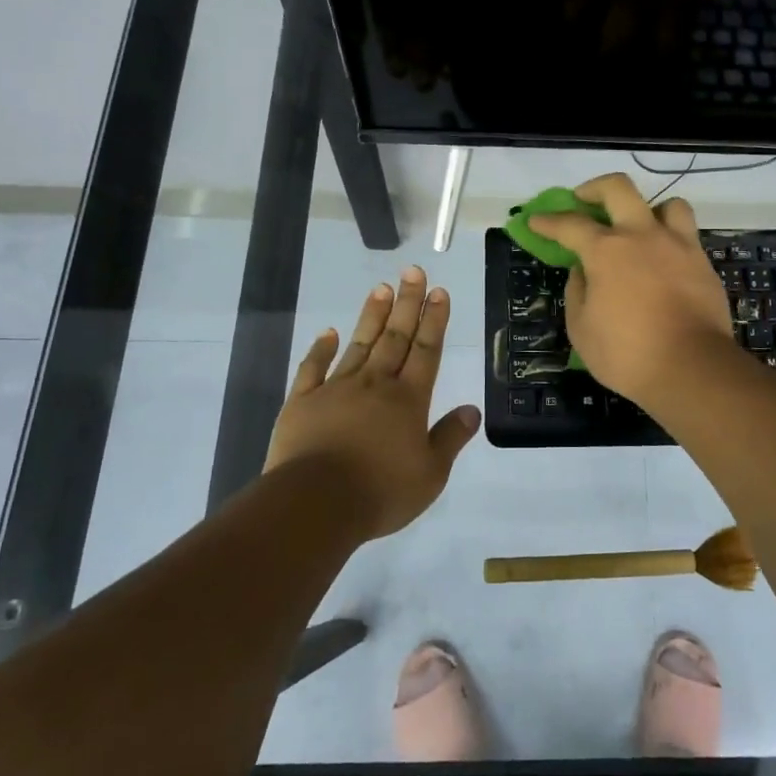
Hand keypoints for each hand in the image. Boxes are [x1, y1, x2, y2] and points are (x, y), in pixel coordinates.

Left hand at [265, 265, 481, 538]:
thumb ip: (449, 439)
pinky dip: (321, 348)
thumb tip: (472, 410)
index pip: (426, 350)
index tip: (438, 291)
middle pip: (395, 337)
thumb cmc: (380, 492)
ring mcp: (336, 389)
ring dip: (372, 316)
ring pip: (359, 344)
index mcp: (408, 400)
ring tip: (381, 288)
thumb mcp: (430, 474)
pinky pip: (313, 368)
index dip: (434, 320)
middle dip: (407, 303)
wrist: (315, 503)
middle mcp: (375, 384)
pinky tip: (328, 332)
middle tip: (413, 271)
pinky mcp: (303, 402)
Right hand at [526, 173, 735, 405]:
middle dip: (594, 189)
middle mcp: (642, 236)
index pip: (570, 224)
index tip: (536, 220)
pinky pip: (687, 235)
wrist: (692, 368)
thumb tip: (582, 271)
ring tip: (639, 229)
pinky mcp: (703, 263)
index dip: (548, 221)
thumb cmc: (627, 354)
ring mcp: (678, 245)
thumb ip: (577, 292)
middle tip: (584, 201)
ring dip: (648, 210)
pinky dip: (671, 239)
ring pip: (667, 204)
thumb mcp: (582, 329)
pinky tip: (663, 260)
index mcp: (606, 251)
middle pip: (618, 189)